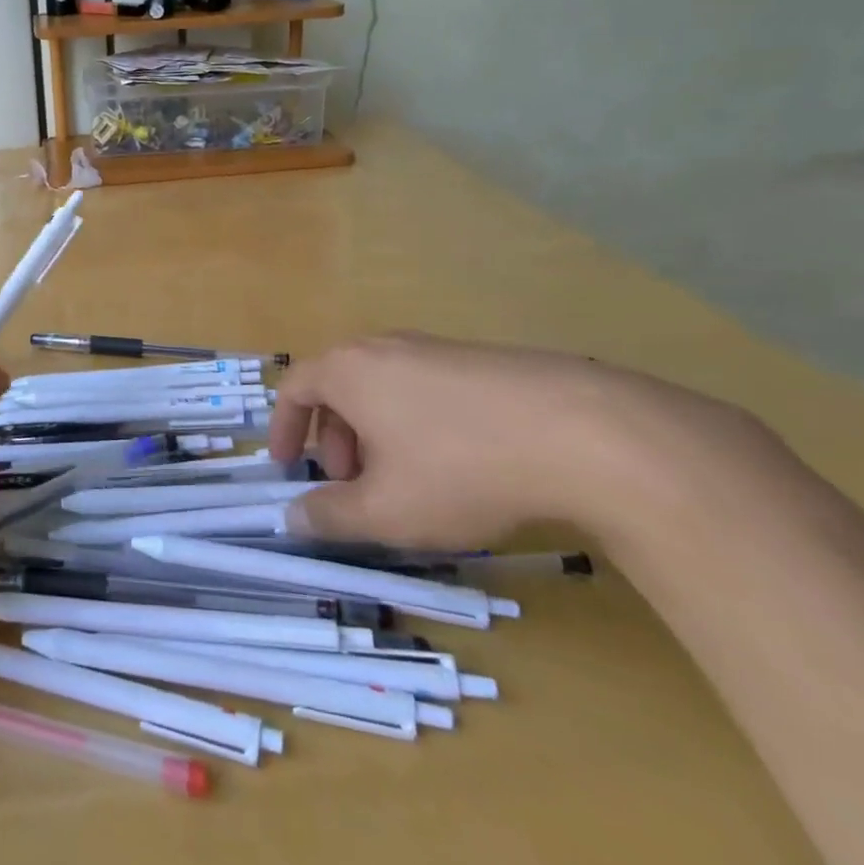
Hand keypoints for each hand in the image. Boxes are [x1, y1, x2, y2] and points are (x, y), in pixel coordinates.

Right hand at [268, 332, 763, 548]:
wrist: (581, 431)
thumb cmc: (459, 468)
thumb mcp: (385, 510)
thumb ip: (329, 516)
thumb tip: (293, 517)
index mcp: (348, 370)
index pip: (295, 388)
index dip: (282, 429)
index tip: (286, 466)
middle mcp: (384, 347)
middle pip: (339, 388)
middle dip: (333, 440)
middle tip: (351, 486)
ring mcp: (435, 348)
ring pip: (383, 390)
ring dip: (375, 435)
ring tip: (404, 483)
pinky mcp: (479, 361)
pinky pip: (424, 389)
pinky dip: (415, 425)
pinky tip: (455, 466)